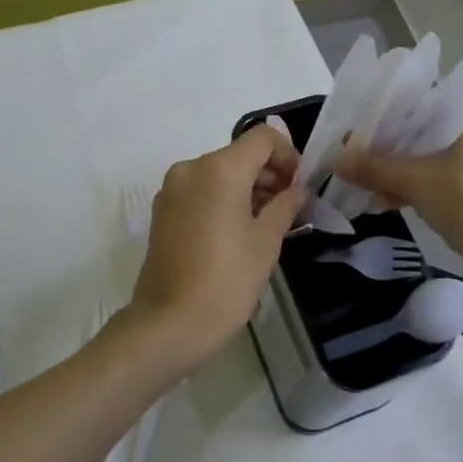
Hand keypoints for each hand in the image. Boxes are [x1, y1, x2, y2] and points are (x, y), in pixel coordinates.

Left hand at [128, 123, 303, 366]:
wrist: (169, 324)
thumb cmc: (226, 281)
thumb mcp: (266, 242)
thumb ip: (285, 205)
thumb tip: (297, 189)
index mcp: (220, 169)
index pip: (262, 138)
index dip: (288, 154)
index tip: (300, 184)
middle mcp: (192, 168)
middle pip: (239, 154)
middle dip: (268, 172)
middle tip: (290, 205)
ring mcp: (172, 188)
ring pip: (218, 172)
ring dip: (246, 186)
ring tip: (267, 220)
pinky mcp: (162, 210)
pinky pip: (200, 190)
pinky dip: (222, 197)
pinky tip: (237, 230)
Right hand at [332, 99, 462, 280]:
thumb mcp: (416, 183)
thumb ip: (374, 168)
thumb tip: (333, 159)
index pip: (427, 96)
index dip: (391, 111)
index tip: (364, 128)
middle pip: (435, 127)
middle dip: (397, 147)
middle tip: (366, 159)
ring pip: (447, 154)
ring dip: (412, 170)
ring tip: (377, 190)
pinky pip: (462, 175)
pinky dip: (434, 185)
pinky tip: (403, 203)